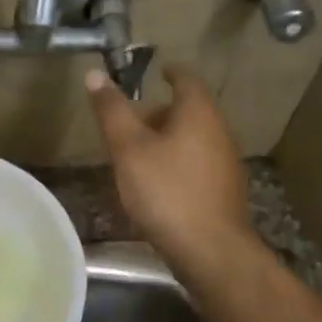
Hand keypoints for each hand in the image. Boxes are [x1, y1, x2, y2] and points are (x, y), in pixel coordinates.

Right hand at [85, 64, 255, 268]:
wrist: (210, 250)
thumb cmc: (166, 191)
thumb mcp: (129, 148)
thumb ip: (112, 111)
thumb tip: (95, 74)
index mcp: (198, 113)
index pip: (187, 79)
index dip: (170, 72)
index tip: (156, 71)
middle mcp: (219, 131)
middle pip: (189, 111)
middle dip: (160, 112)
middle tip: (130, 121)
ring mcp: (226, 163)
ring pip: (193, 139)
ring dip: (167, 139)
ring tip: (136, 154)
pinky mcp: (224, 191)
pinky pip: (197, 163)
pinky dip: (177, 162)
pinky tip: (157, 184)